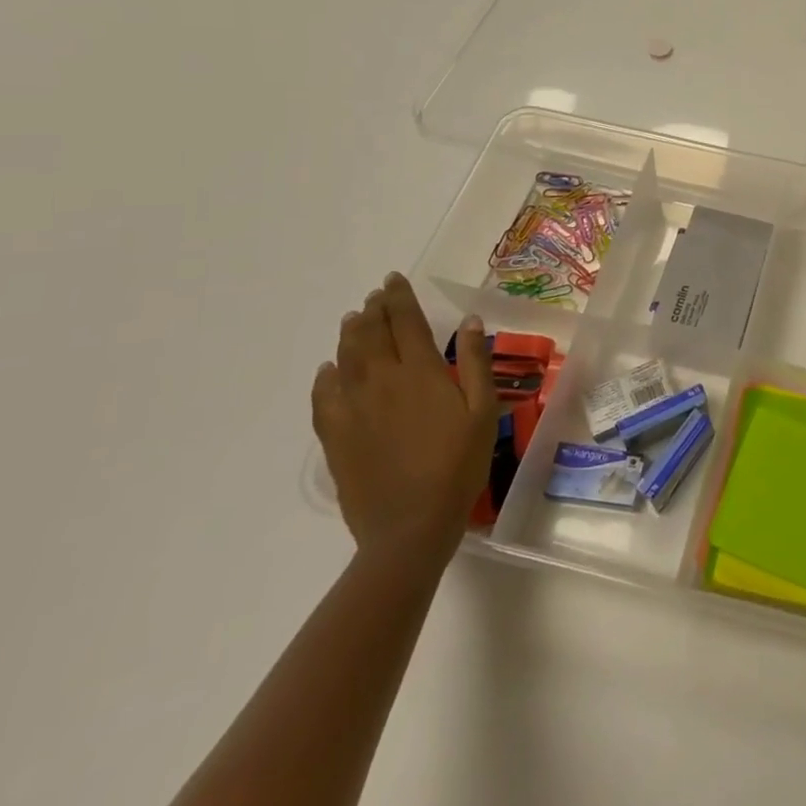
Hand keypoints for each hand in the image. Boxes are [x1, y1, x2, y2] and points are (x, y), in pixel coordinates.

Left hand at [312, 273, 497, 561]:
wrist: (409, 525)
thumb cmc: (458, 465)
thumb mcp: (482, 411)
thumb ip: (474, 363)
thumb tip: (469, 321)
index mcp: (419, 373)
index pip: (405, 322)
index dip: (399, 298)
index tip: (393, 279)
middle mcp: (380, 382)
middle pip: (370, 335)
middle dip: (374, 310)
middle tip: (376, 296)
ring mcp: (352, 409)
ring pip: (345, 359)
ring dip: (350, 334)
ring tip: (354, 318)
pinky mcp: (335, 437)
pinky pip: (323, 396)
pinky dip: (326, 375)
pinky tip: (329, 369)